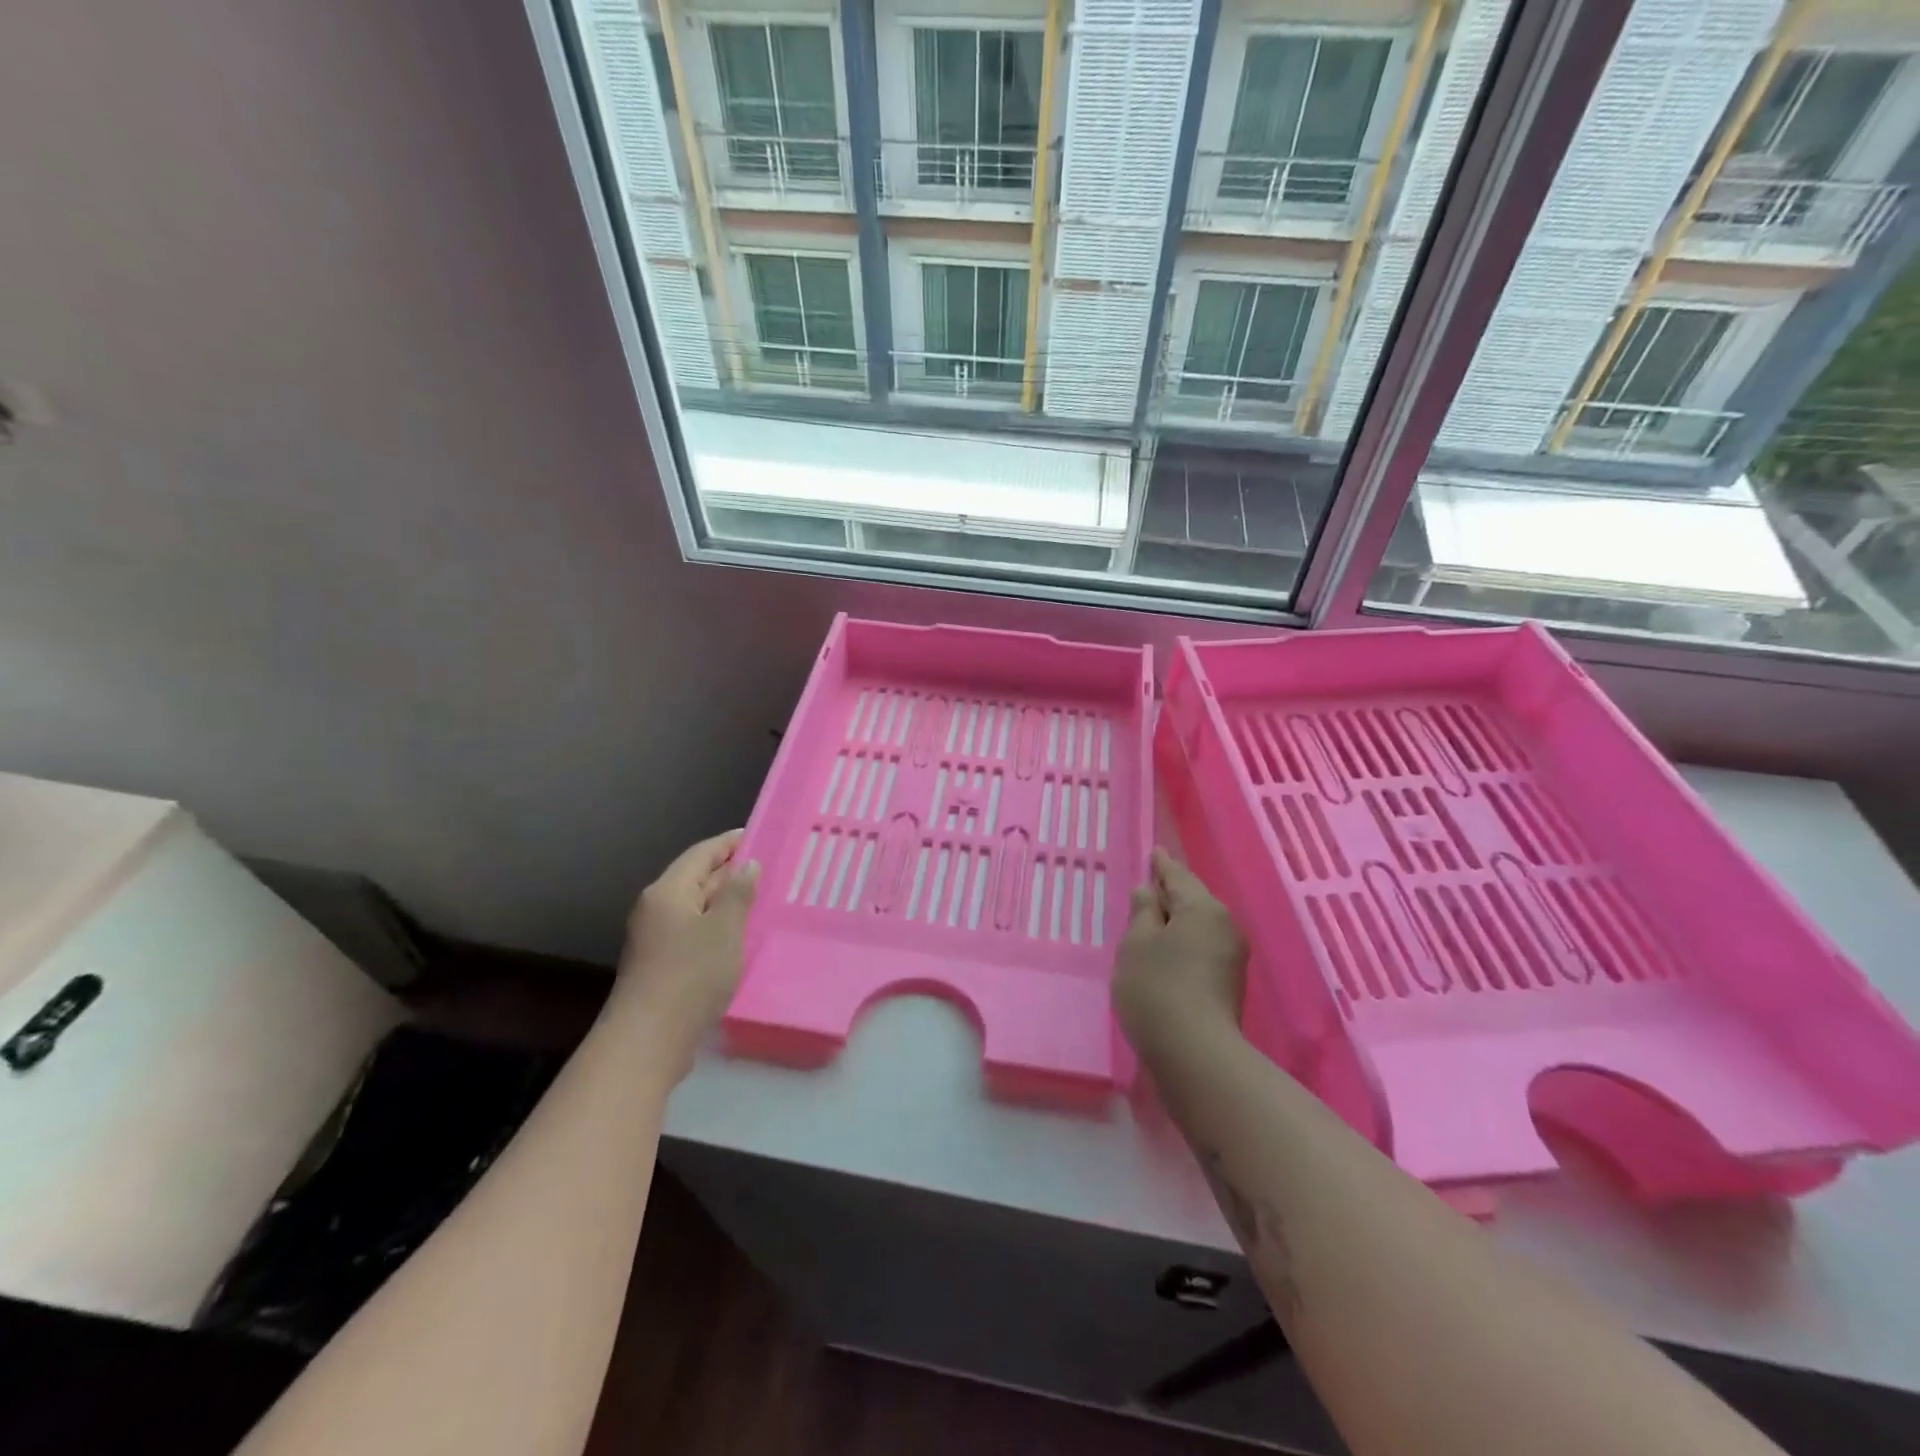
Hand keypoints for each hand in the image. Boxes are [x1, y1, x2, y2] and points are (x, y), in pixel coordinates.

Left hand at [615, 830, 759, 1072]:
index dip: (729, 843)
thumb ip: (738, 893)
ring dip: (725, 901)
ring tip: (759, 898)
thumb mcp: (724, 929)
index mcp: (667, 891)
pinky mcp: (660, 964)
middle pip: (695, 878)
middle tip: (767, 867)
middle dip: (729, 871)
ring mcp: (654, 937)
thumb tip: (747, 865)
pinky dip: (716, 925)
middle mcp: (656, 908)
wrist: (648, 1040)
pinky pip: (693, 930)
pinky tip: (738, 935)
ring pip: (695, 907)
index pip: (701, 853)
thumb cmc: (691, 975)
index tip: (759, 835)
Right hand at [1113, 847, 1247, 1060]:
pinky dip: (1182, 944)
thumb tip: (1149, 893)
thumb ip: (1142, 913)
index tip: (1155, 852)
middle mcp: (1225, 927)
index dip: (1161, 864)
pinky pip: (1201, 949)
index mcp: (1204, 908)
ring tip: (1150, 922)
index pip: (1178, 876)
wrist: (1196, 1056)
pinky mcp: (1228, 985)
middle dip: (1170, 894)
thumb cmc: (1158, 988)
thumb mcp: (1136, 943)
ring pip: (1198, 927)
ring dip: (1176, 923)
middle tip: (1146, 887)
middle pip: (1193, 900)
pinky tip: (1164, 953)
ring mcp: (1231, 958)